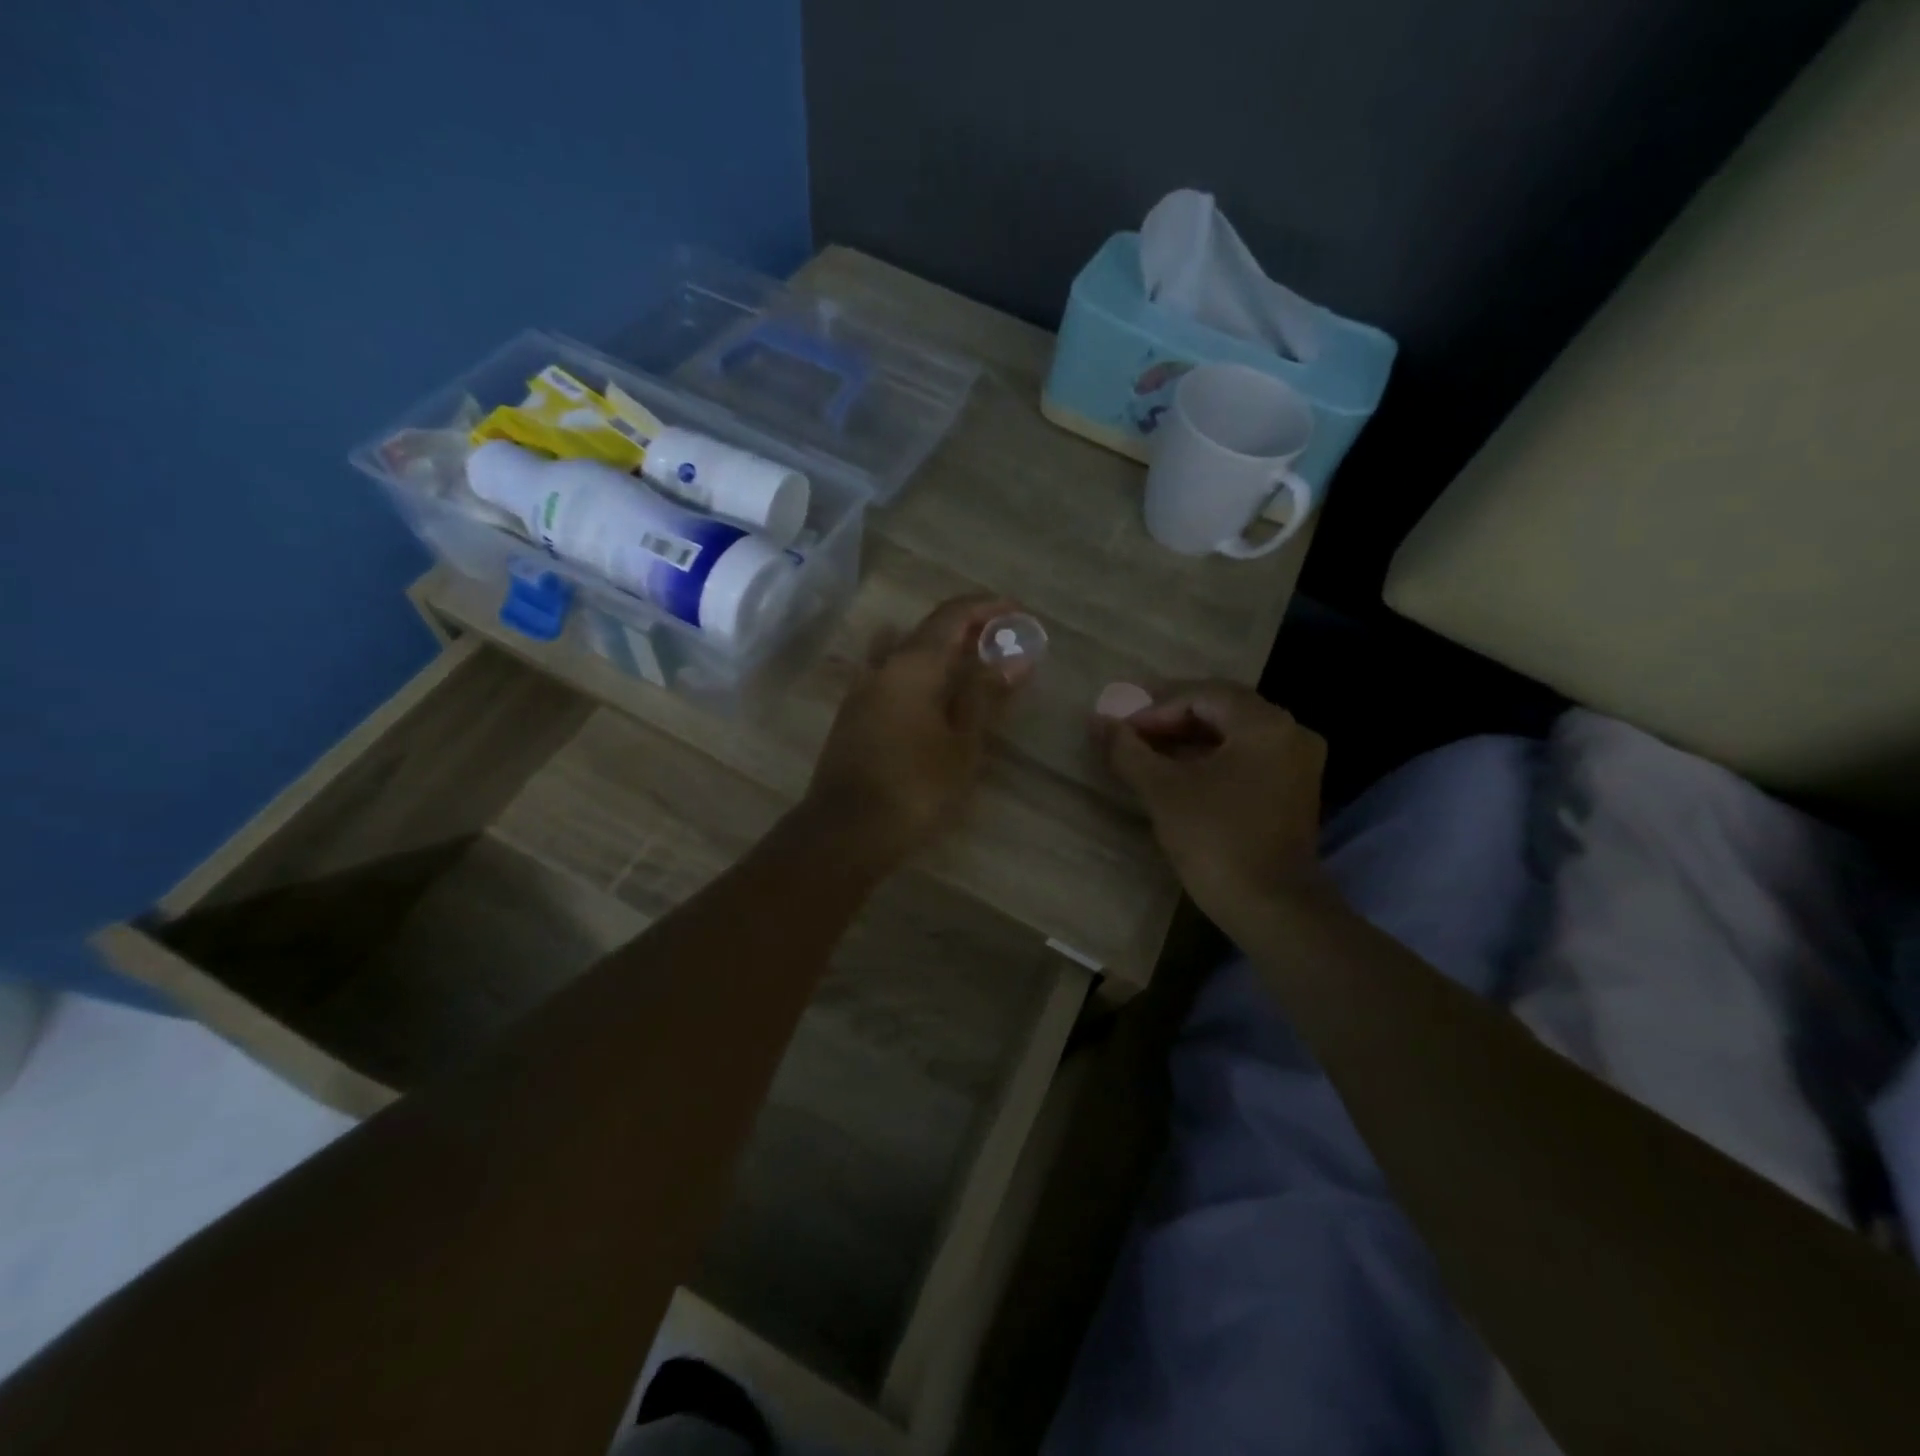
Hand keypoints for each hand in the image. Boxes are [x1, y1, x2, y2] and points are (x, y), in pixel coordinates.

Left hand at [803, 595, 1026, 867]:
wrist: (847, 830)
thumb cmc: (916, 786)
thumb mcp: (963, 742)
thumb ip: (984, 694)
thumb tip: (1012, 657)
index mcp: (912, 664)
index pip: (951, 616)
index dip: (985, 607)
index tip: (1016, 611)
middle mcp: (882, 666)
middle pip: (926, 630)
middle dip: (965, 628)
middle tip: (1000, 640)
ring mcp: (861, 689)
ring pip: (904, 651)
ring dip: (938, 649)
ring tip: (968, 663)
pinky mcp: (852, 715)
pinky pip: (890, 675)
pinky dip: (917, 671)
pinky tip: (931, 693)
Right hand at [1097, 682, 1327, 922]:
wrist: (1272, 909)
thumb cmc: (1216, 841)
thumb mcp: (1163, 791)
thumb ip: (1128, 750)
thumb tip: (1097, 721)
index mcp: (1264, 724)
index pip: (1202, 695)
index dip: (1155, 707)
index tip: (1120, 728)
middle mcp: (1290, 733)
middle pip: (1221, 709)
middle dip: (1171, 718)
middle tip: (1130, 733)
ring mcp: (1296, 764)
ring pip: (1233, 734)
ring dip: (1188, 739)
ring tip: (1146, 753)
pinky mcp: (1292, 791)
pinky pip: (1246, 757)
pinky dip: (1210, 759)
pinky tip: (1178, 774)